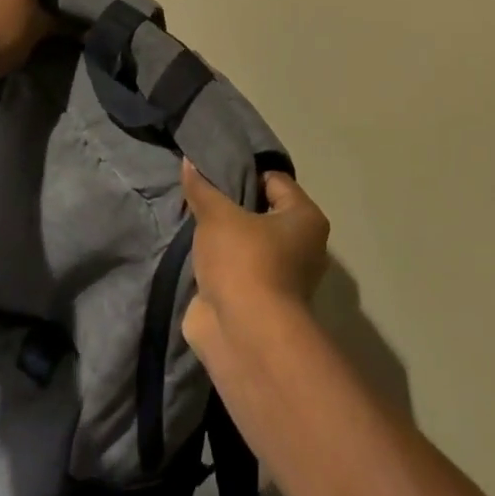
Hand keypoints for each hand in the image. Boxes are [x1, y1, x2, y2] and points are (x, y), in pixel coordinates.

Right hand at [181, 158, 330, 361]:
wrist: (243, 334)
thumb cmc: (243, 262)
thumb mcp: (218, 216)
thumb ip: (202, 189)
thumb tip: (189, 161)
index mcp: (305, 219)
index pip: (275, 181)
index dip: (245, 173)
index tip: (214, 171)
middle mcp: (302, 246)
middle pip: (261, 212)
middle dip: (231, 206)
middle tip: (199, 195)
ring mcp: (281, 277)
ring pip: (247, 244)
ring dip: (223, 238)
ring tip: (191, 221)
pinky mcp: (258, 301)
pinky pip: (236, 269)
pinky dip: (218, 264)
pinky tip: (192, 253)